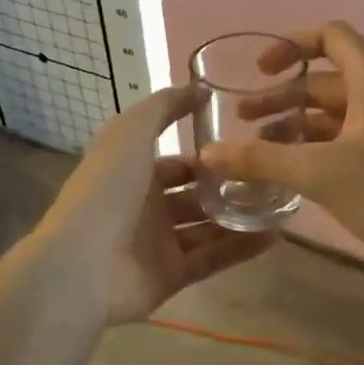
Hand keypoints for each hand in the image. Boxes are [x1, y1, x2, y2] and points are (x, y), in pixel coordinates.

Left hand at [28, 84, 275, 325]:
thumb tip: (200, 88)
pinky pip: (213, 259)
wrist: (81, 264)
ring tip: (282, 205)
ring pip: (209, 227)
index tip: (247, 145)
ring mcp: (159, 244)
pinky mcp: (172, 275)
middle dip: (229, 187)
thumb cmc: (106, 190)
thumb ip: (164, 106)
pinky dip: (241, 248)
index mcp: (133, 173)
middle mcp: (147, 207)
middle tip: (271, 177)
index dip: (208, 154)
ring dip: (241, 217)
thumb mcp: (131, 132)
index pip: (177, 162)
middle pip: (196, 195)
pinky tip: (276, 235)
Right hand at [199, 21, 363, 272]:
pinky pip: (351, 138)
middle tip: (243, 121)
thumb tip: (208, 154)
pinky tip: (296, 173)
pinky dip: (320, 146)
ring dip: (298, 125)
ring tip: (262, 151)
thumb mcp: (320, 173)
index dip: (290, 45)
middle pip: (326, 80)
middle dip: (282, 96)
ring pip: (337, 113)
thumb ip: (261, 160)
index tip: (258, 71)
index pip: (330, 36)